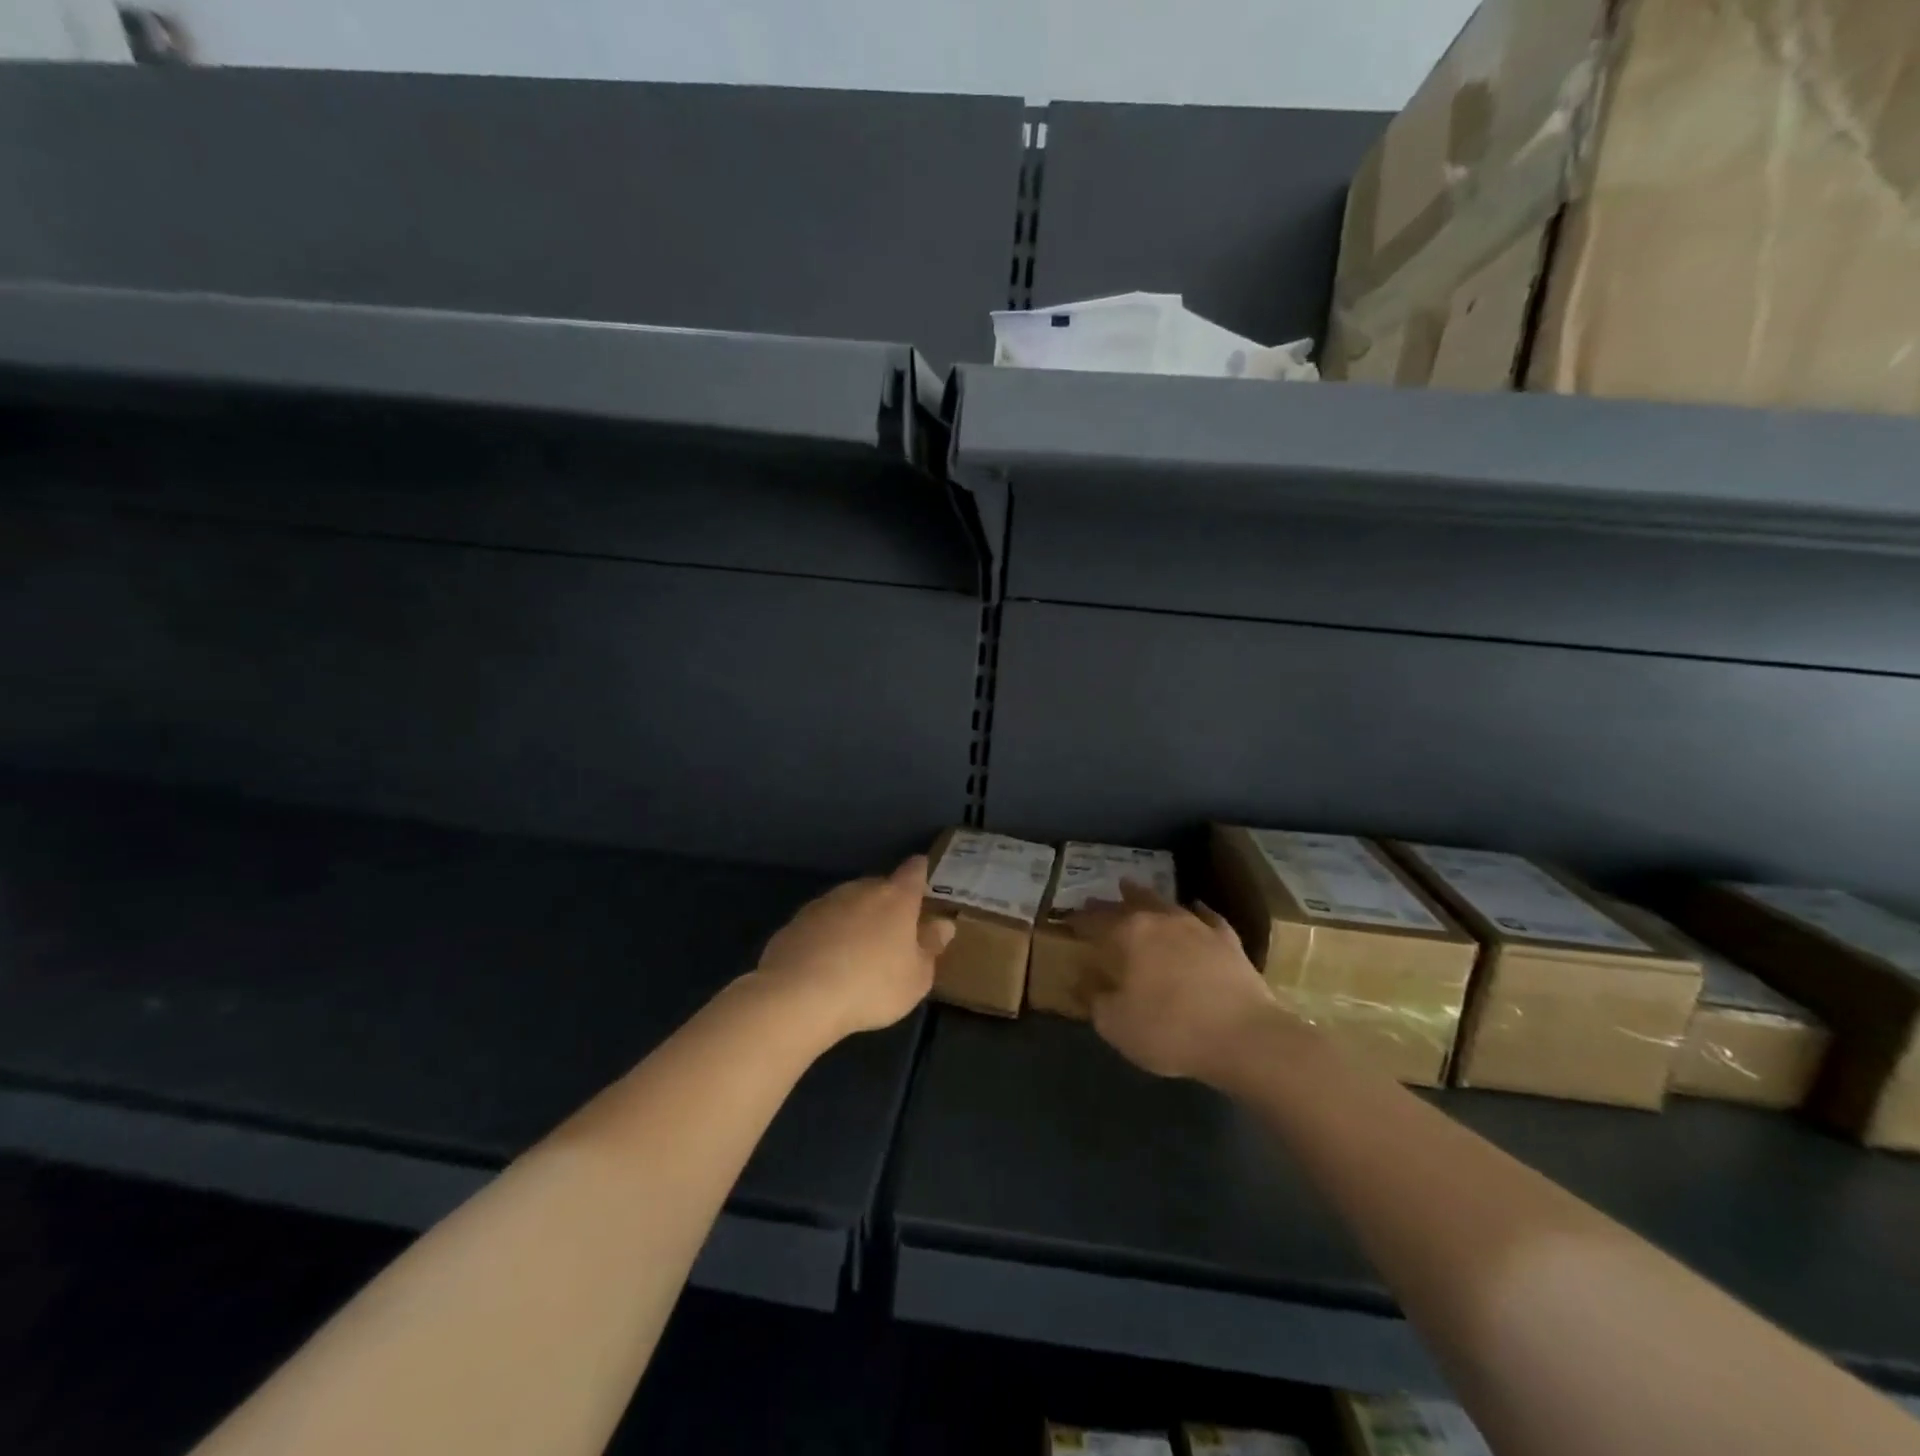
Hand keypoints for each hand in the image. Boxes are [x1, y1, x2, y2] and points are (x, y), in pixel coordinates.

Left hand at [752, 856, 955, 1042]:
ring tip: (857, 952)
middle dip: (887, 903)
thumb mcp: (916, 978)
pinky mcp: (796, 921)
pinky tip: (826, 963)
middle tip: (892, 932)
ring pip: (848, 903)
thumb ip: (930, 947)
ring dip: (855, 919)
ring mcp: (825, 902)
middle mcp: (860, 889)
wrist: (799, 995)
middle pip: (879, 886)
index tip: (924, 879)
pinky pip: (821, 923)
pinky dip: (828, 935)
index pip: (914, 870)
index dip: (920, 872)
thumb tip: (943, 924)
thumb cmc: (871, 986)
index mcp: (896, 898)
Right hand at [1068, 882, 1287, 1084]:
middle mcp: (1160, 919)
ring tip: (1134, 890)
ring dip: (1146, 897)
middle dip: (1109, 904)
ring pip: (1165, 902)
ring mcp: (1197, 926)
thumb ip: (1095, 1000)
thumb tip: (1082, 981)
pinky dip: (1194, 912)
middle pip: (1128, 903)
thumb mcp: (1117, 1025)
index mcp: (1127, 934)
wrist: (1245, 1038)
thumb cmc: (1170, 1030)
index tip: (1066, 921)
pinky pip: (1206, 917)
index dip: (1077, 921)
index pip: (1094, 921)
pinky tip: (1193, 909)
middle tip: (1096, 902)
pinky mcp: (1228, 940)